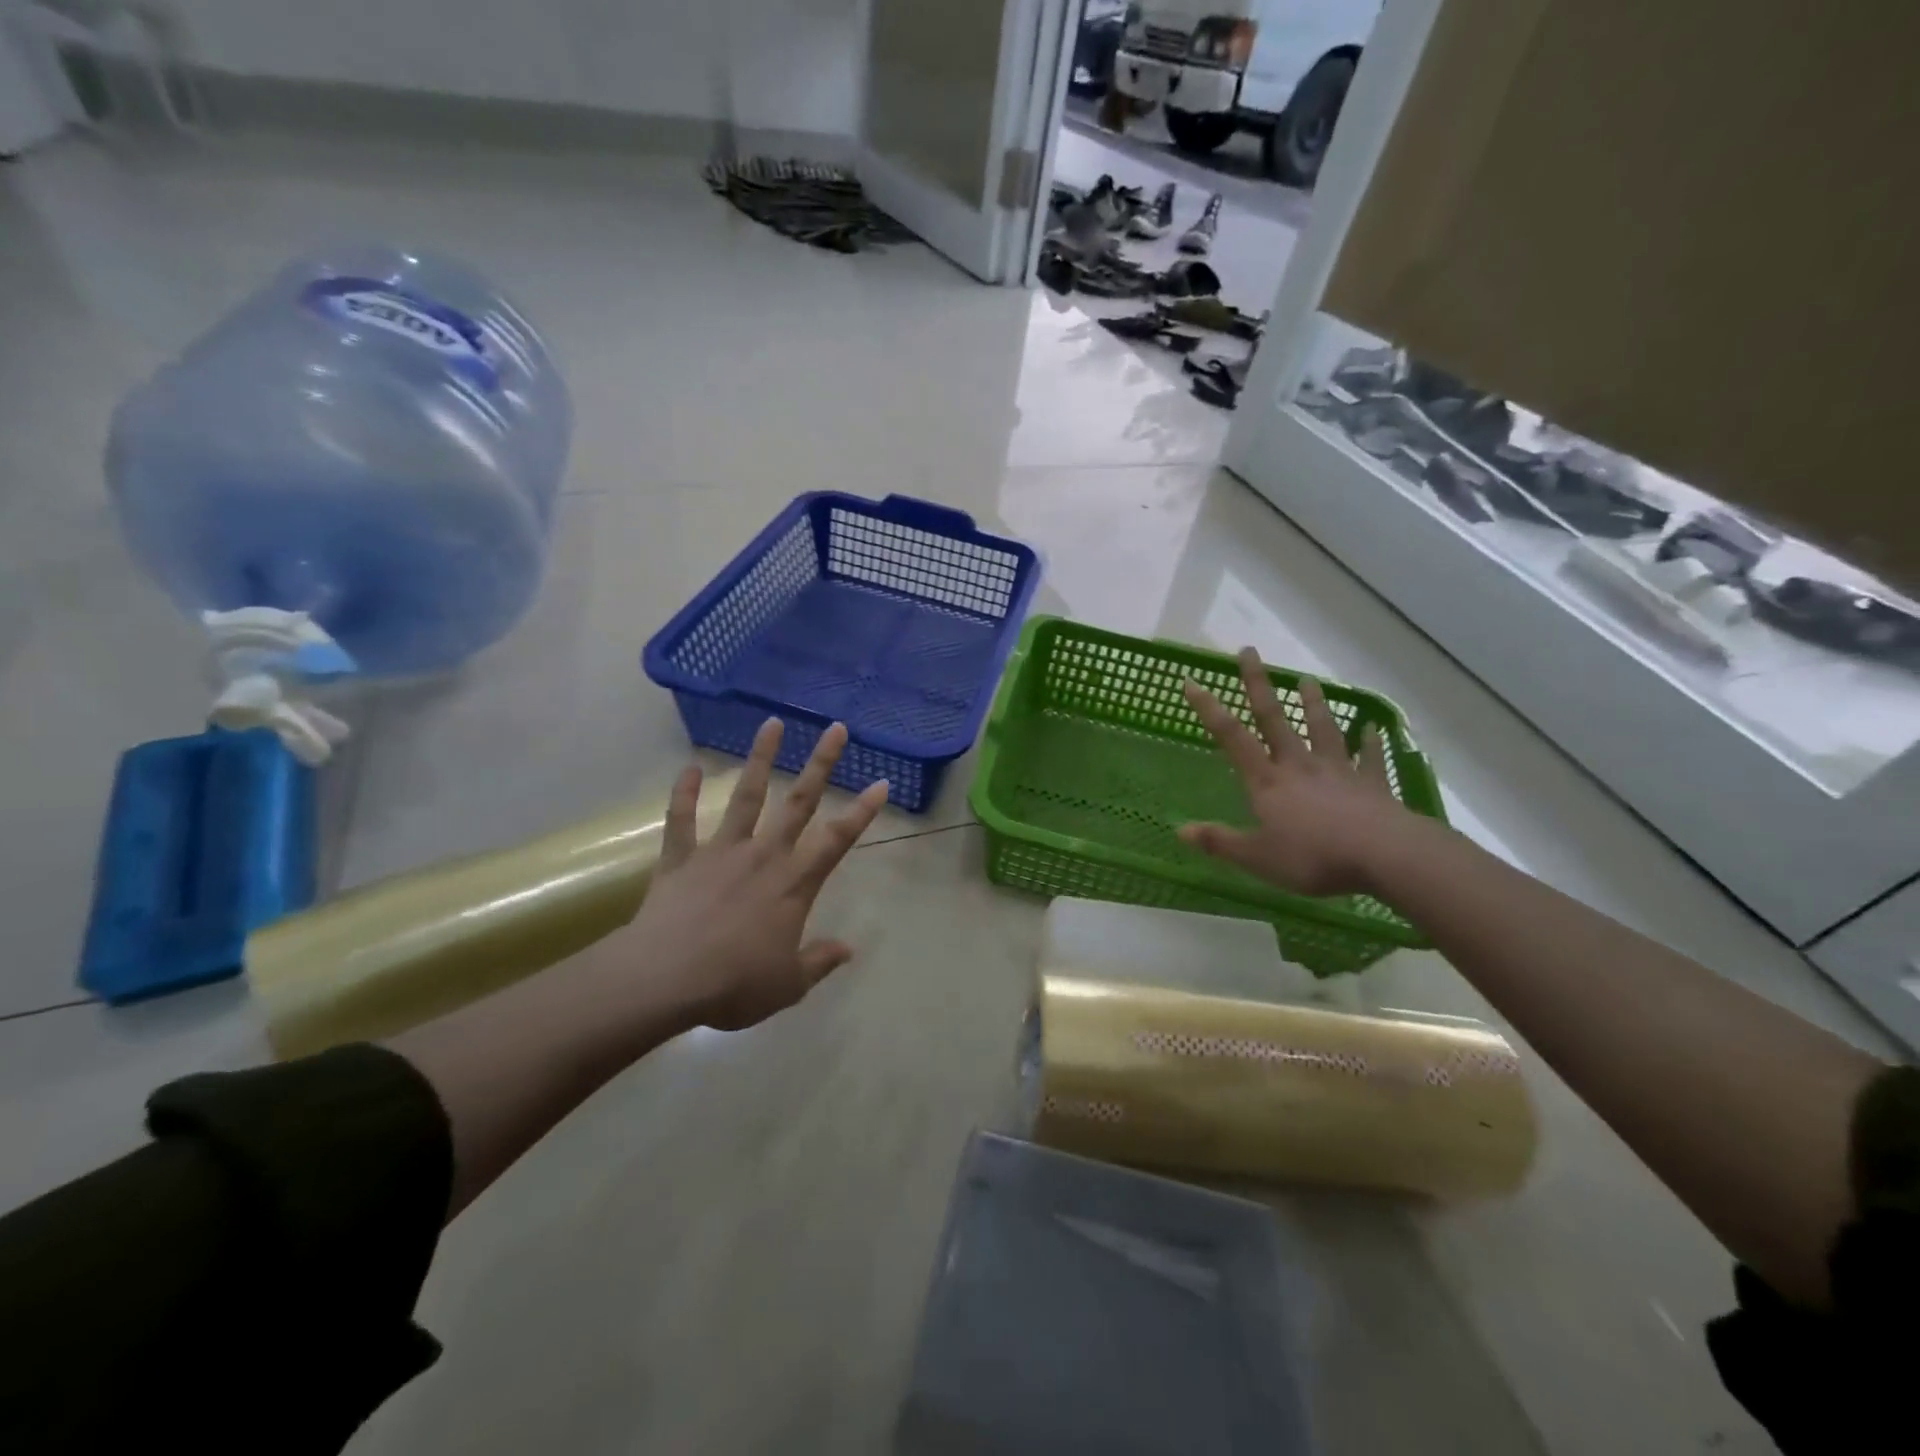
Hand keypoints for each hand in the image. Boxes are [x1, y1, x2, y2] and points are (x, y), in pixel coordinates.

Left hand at [620, 718, 888, 1030]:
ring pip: (746, 796)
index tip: (880, 783)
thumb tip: (848, 949)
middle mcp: (763, 856)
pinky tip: (687, 767)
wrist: (666, 979)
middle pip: (799, 802)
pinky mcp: (682, 858)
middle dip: (821, 764)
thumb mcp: (789, 985)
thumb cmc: (734, 984)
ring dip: (761, 759)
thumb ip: (819, 962)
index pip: (837, 840)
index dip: (862, 812)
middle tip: (835, 728)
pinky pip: (682, 819)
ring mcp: (721, 852)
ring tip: (772, 724)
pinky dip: (683, 793)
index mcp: (794, 884)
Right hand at [1179, 648, 1410, 896]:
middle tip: (1250, 652)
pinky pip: (1370, 760)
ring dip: (1314, 704)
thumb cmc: (1312, 857)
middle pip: (1275, 719)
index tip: (1192, 681)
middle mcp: (1299, 766)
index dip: (1209, 709)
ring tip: (1308, 680)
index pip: (1231, 737)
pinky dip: (1371, 743)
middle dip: (1258, 685)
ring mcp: (1338, 772)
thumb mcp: (1256, 857)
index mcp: (1267, 781)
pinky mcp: (1372, 786)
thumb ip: (1220, 842)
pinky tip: (1373, 728)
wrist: (1384, 856)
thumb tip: (1179, 831)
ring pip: (1322, 729)